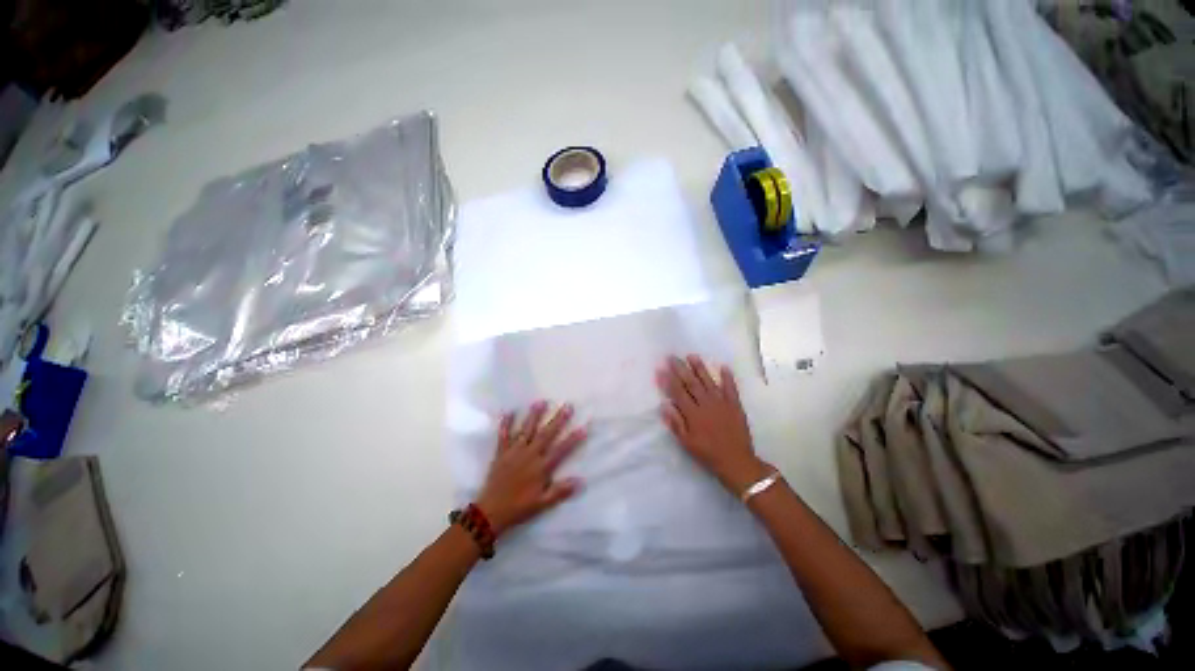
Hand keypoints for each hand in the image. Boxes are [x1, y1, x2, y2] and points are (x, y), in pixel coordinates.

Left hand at [476, 401, 586, 536]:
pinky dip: (506, 424)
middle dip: (558, 420)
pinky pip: (503, 436)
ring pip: (526, 430)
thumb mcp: (542, 504)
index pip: (561, 450)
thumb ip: (560, 491)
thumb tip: (581, 481)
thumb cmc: (518, 508)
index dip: (573, 439)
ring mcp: (514, 452)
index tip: (583, 427)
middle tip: (567, 406)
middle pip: (546, 434)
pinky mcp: (501, 453)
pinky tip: (509, 412)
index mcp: (541, 467)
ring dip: (534, 416)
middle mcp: (529, 455)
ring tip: (540, 402)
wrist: (490, 512)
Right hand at [657, 355, 769, 493]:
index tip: (661, 368)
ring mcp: (722, 403)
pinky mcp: (735, 405)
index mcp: (693, 414)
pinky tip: (723, 366)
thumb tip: (664, 405)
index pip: (678, 392)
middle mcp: (706, 404)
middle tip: (672, 357)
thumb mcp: (687, 443)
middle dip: (681, 369)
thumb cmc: (708, 453)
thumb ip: (676, 423)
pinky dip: (727, 377)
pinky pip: (731, 388)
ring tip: (692, 356)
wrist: (736, 462)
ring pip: (708, 381)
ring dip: (700, 368)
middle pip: (691, 383)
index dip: (668, 380)